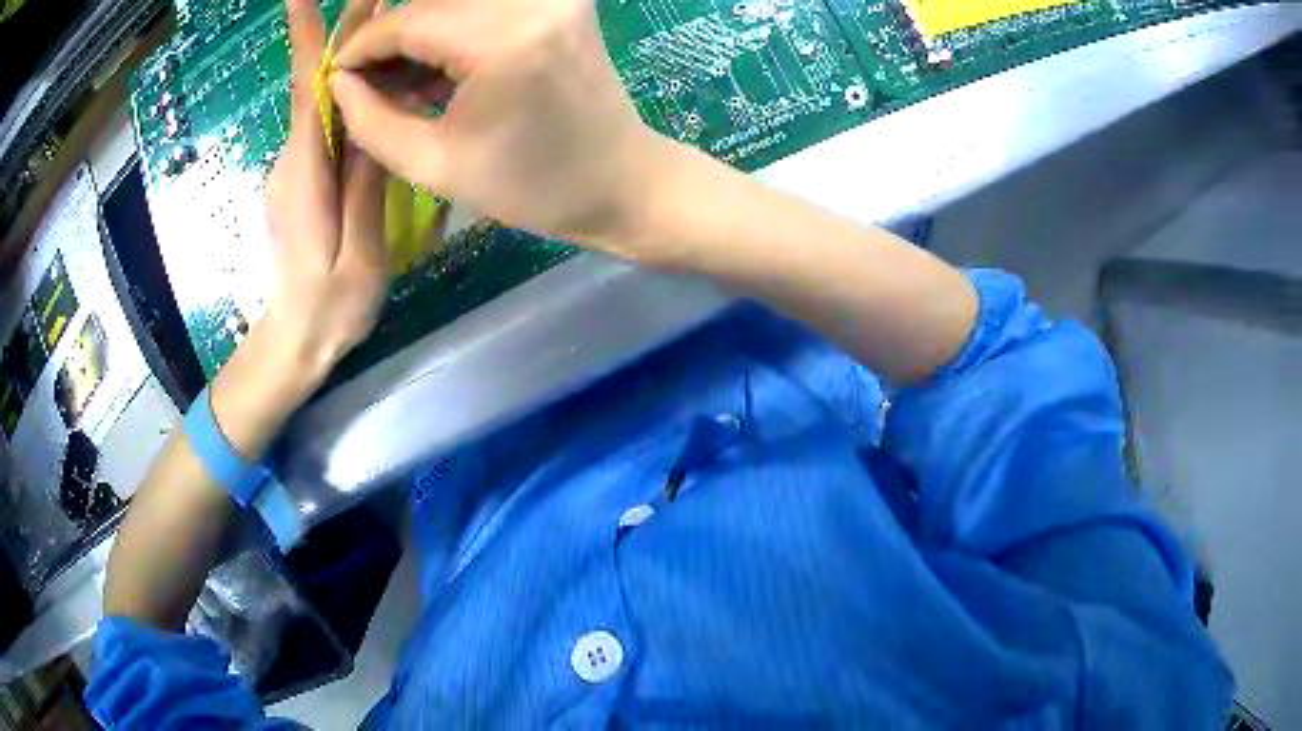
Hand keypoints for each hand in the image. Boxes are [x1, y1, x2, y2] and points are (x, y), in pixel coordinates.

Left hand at [263, 0, 387, 381]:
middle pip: (314, 83)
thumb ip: (366, 186)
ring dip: (355, 59)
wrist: (294, 344)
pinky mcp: (303, 178)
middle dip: (341, 32)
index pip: (304, 88)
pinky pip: (327, 125)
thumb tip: (374, 120)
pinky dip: (353, 95)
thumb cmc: (329, 310)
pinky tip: (384, 84)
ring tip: (398, 30)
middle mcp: (293, 158)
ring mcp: (295, 168)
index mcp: (304, 172)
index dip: (303, 36)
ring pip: (323, 101)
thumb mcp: (361, 253)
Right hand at [329, 0, 665, 244]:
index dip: (361, 48)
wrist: (622, 181)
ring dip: (420, 31)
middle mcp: (532, 0)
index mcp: (502, 38)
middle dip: (389, 37)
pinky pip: (485, 5)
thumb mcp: (434, 165)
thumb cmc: (532, 188)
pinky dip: (453, 28)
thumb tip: (338, 80)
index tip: (338, 77)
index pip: (406, 21)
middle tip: (367, 81)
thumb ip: (370, 119)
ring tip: (399, 80)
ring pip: (455, 1)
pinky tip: (436, 68)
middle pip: (430, 1)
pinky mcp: (562, 0)